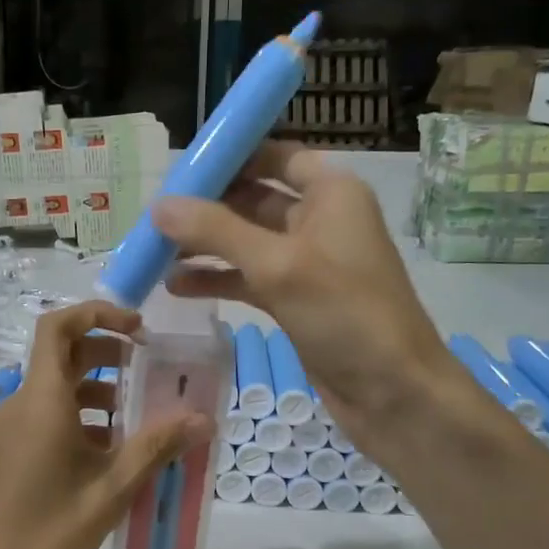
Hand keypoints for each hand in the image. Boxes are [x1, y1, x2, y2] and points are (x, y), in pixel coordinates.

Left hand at [0, 301, 210, 548]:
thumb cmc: (50, 532)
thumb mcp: (112, 488)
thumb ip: (157, 446)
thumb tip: (204, 418)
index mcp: (42, 401)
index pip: (58, 326)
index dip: (98, 314)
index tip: (139, 329)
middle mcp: (21, 405)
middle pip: (62, 355)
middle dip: (107, 354)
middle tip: (148, 371)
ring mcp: (11, 430)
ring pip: (57, 389)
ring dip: (97, 391)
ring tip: (138, 419)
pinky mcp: (10, 453)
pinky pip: (47, 416)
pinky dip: (81, 418)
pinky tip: (110, 453)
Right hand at [153, 141, 452, 460]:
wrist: (393, 392)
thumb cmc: (345, 314)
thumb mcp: (277, 265)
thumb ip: (216, 231)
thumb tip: (158, 206)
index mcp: (331, 194)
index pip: (276, 157)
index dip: (232, 158)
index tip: (182, 168)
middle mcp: (320, 220)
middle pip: (254, 199)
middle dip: (207, 207)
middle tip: (154, 216)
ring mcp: (307, 263)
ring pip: (247, 242)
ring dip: (206, 247)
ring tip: (155, 253)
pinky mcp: (296, 300)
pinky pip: (249, 279)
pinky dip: (218, 280)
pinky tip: (177, 287)